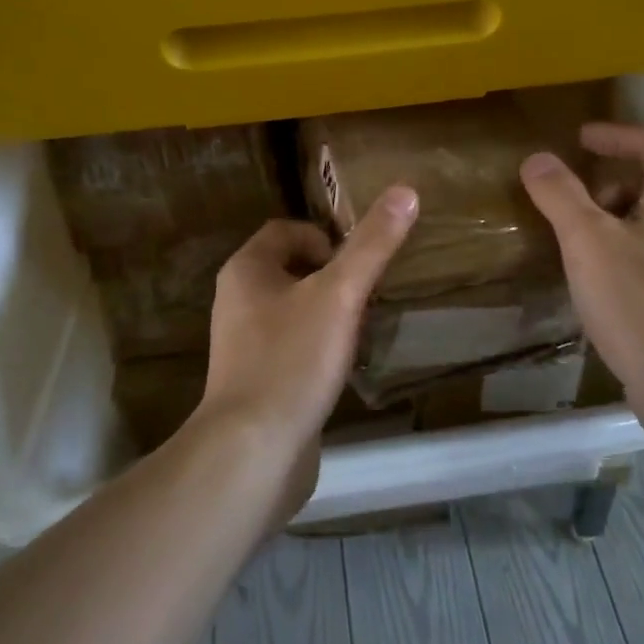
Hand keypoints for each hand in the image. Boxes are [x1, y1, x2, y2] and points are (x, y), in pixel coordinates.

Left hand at [187, 188, 419, 506]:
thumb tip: (406, 191)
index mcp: (246, 270)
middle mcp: (237, 301)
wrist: (253, 452)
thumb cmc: (292, 359)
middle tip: (367, 294)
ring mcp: (244, 345)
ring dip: (328, 312)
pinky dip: (318, 348)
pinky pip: (292, 347)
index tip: (358, 262)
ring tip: (362, 328)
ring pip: (294, 310)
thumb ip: (372, 245)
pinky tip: (342, 367)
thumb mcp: (340, 295)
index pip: (285, 230)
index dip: (324, 237)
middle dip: (332, 276)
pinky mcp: (256, 382)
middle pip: (291, 269)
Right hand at [519, 123, 643, 431]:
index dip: (617, 136)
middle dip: (614, 180)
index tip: (581, 139)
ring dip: (619, 217)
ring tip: (580, 238)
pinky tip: (601, 281)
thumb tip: (537, 158)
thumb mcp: (587, 242)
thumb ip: (560, 195)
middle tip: (576, 195)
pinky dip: (628, 250)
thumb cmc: (640, 303)